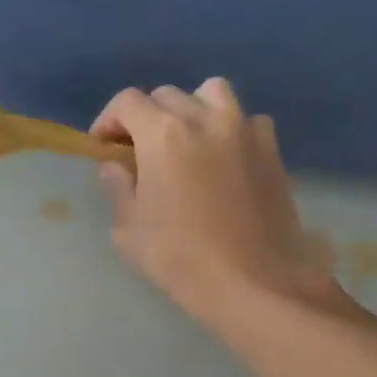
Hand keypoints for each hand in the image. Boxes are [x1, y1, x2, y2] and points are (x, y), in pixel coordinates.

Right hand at [91, 80, 341, 324]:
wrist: (254, 283)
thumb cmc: (181, 259)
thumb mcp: (130, 230)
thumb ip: (118, 188)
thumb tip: (114, 166)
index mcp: (163, 134)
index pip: (128, 101)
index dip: (109, 120)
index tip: (104, 146)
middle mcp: (204, 119)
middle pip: (167, 95)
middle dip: (146, 117)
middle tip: (140, 151)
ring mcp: (244, 130)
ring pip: (212, 94)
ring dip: (191, 109)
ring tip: (186, 142)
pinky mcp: (272, 150)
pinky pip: (247, 120)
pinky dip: (230, 128)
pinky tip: (224, 158)